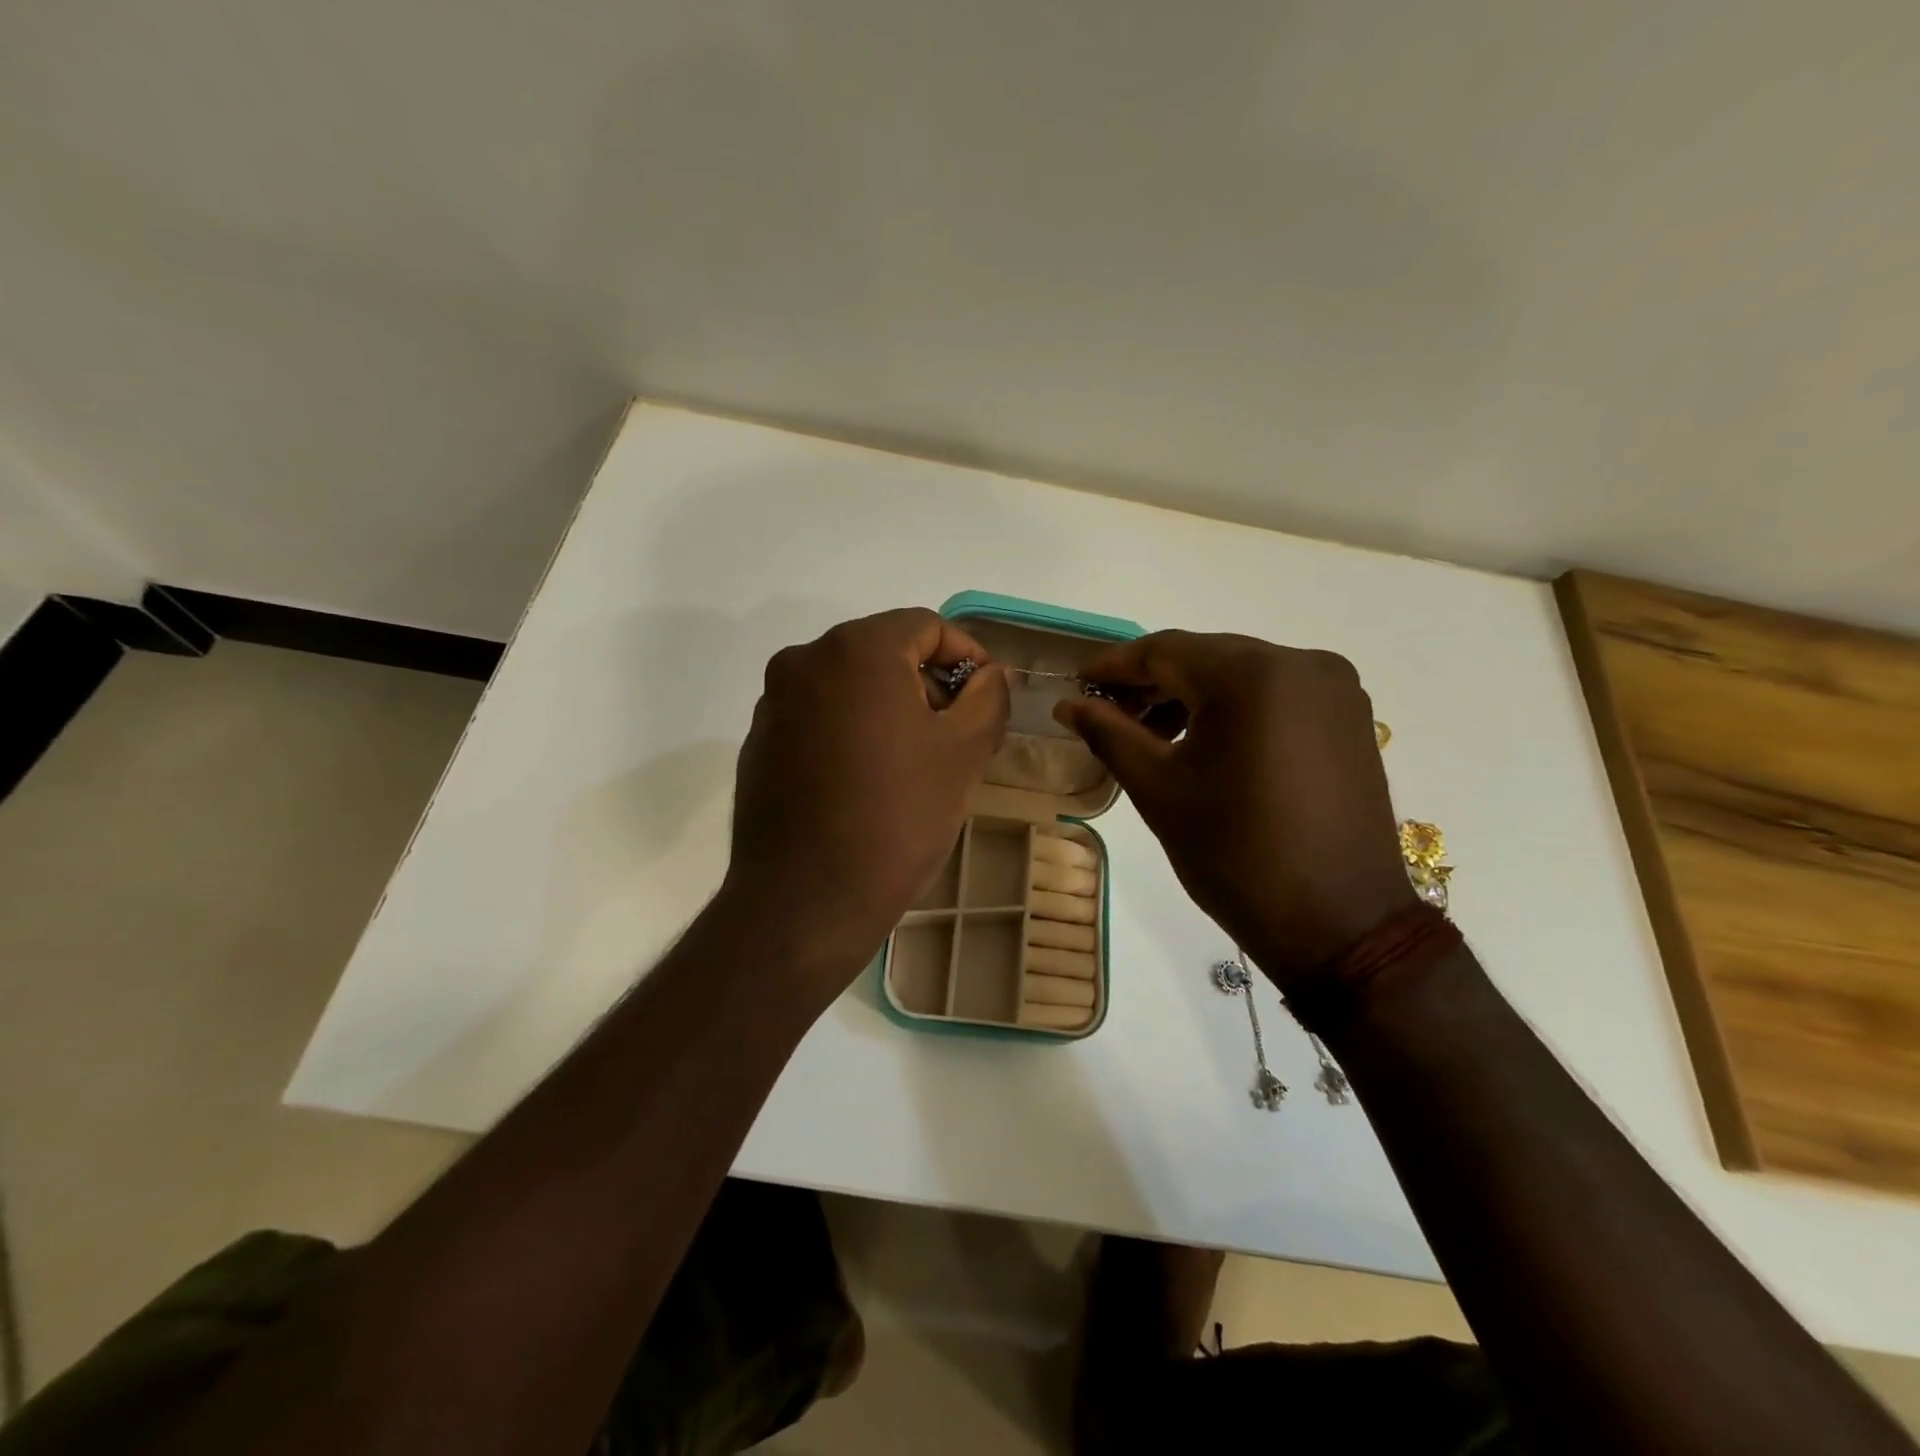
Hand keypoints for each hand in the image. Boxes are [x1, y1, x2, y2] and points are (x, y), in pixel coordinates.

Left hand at [724, 608, 1008, 993]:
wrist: (806, 900)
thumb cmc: (897, 817)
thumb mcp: (964, 752)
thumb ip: (987, 696)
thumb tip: (988, 675)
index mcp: (856, 649)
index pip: (925, 625)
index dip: (966, 655)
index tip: (986, 697)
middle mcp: (804, 660)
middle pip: (884, 651)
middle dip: (928, 684)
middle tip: (958, 734)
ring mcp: (773, 702)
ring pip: (849, 685)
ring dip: (889, 708)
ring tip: (916, 762)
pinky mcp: (759, 742)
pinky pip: (818, 717)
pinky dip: (851, 730)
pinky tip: (868, 781)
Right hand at [1055, 631, 1413, 983]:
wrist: (1339, 923)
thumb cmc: (1235, 854)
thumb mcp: (1159, 789)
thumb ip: (1109, 733)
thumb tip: (1068, 705)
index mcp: (1254, 675)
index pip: (1166, 650)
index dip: (1114, 667)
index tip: (1077, 686)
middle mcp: (1302, 664)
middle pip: (1206, 658)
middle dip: (1152, 683)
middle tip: (1107, 713)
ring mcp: (1334, 690)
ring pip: (1241, 675)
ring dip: (1191, 697)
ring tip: (1150, 734)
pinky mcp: (1349, 719)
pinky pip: (1275, 695)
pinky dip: (1232, 709)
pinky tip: (1203, 741)